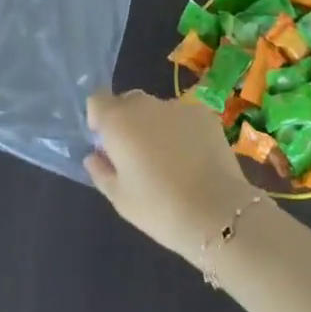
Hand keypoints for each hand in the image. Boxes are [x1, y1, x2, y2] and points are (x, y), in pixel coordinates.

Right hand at [85, 90, 262, 267]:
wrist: (216, 212)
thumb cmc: (159, 208)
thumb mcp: (120, 198)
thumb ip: (101, 171)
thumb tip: (94, 156)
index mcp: (119, 121)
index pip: (98, 100)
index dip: (99, 119)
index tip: (106, 144)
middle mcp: (146, 104)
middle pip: (128, 102)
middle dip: (127, 122)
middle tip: (136, 156)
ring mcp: (178, 106)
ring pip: (158, 109)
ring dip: (156, 126)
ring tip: (170, 161)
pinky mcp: (205, 113)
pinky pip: (184, 117)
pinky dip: (183, 130)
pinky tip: (193, 158)